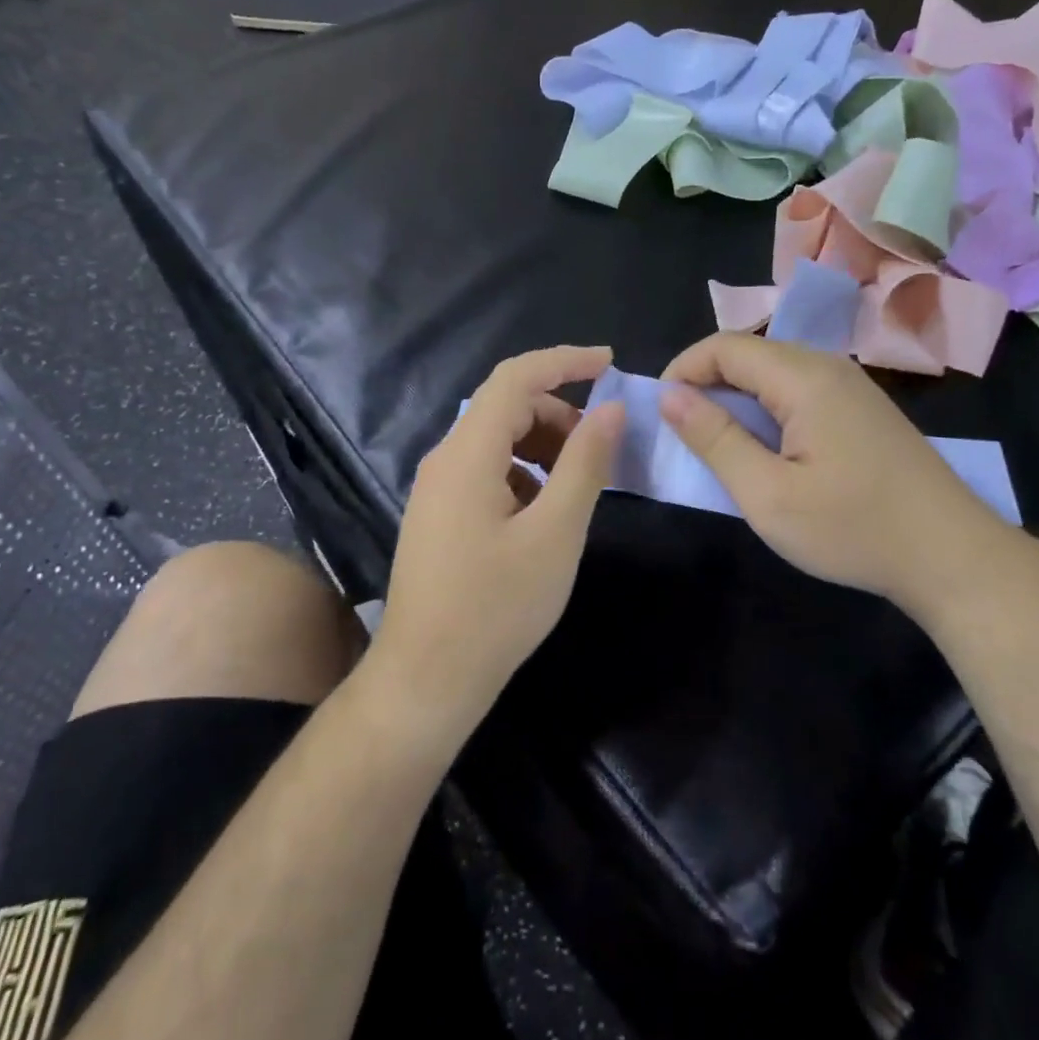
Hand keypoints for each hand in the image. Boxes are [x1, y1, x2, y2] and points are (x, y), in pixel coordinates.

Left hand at [377, 346, 623, 736]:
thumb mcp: (556, 532)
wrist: (428, 677)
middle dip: (559, 414)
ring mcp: (436, 489)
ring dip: (543, 446)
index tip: (610, 363)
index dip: (565, 361)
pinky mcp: (439, 515)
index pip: (516, 377)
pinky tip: (543, 514)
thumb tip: (610, 408)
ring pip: (497, 441)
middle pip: (506, 407)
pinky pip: (486, 471)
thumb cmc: (497, 606)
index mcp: (467, 453)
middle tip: (601, 449)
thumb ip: (585, 463)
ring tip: (577, 486)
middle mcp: (444, 459)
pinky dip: (523, 474)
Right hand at [660, 334, 1021, 618]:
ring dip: (736, 400)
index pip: (725, 346)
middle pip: (750, 354)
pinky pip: (799, 391)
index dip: (683, 370)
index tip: (660, 413)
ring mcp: (851, 387)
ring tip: (718, 446)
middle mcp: (829, 367)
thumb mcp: (768, 494)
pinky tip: (767, 451)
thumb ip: (715, 439)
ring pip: (774, 373)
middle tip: (684, 435)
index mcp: (804, 377)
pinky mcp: (862, 410)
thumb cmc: (853, 529)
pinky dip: (767, 411)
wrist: (952, 556)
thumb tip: (669, 395)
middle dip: (706, 384)